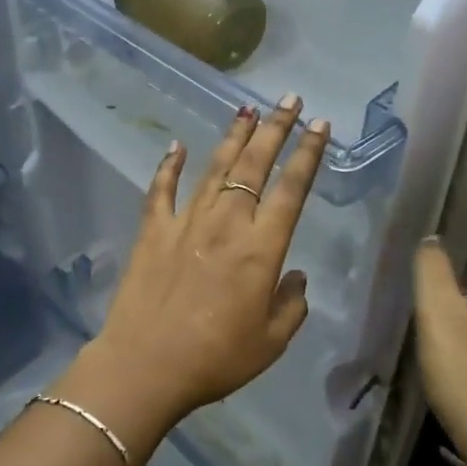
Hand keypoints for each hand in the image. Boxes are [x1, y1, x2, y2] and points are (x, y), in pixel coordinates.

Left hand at [64, 97, 329, 440]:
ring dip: (232, 137)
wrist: (146, 365)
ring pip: (214, 169)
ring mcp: (186, 222)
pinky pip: (162, 190)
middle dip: (275, 129)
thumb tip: (295, 277)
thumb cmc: (216, 359)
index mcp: (261, 249)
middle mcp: (226, 223)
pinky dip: (169, 165)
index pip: (292, 189)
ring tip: (246, 109)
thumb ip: (290, 305)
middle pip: (254, 165)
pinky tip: (177, 146)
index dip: (307, 154)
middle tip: (289, 100)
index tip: (319, 125)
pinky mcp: (153, 230)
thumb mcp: (271, 342)